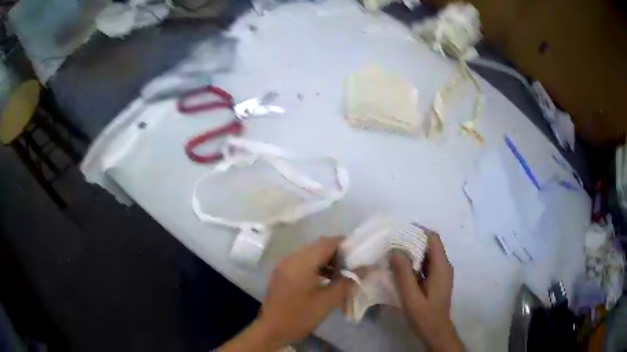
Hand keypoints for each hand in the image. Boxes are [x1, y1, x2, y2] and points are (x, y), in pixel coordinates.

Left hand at [221, 237, 353, 350]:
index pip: (327, 242)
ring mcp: (284, 264)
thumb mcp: (327, 302)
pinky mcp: (281, 272)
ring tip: (339, 274)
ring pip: (309, 253)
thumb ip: (346, 283)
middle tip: (351, 266)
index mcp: (301, 263)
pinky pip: (301, 261)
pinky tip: (324, 279)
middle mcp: (291, 258)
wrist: (272, 330)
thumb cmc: (300, 316)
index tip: (358, 254)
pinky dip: (314, 265)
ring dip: (325, 259)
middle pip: (317, 246)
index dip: (344, 245)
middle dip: (336, 253)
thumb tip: (364, 269)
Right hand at [390, 232, 463, 351]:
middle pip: (430, 245)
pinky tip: (399, 268)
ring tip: (392, 252)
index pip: (433, 239)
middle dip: (412, 240)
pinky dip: (413, 262)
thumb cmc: (424, 316)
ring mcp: (441, 273)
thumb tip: (395, 251)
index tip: (399, 231)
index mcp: (441, 267)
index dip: (418, 231)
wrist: (436, 332)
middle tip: (391, 242)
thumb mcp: (411, 297)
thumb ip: (404, 274)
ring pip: (427, 254)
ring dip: (412, 251)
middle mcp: (444, 266)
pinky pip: (425, 264)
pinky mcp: (436, 280)